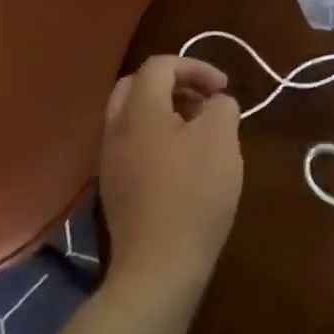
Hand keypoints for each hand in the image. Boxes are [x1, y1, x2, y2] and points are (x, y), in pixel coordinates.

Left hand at [100, 57, 242, 296]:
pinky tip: (184, 165)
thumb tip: (214, 104)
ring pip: (132, 118)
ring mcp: (110, 162)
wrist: (158, 268)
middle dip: (173, 84)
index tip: (223, 89)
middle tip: (203, 102)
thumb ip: (221, 106)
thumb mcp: (222, 138)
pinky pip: (133, 146)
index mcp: (139, 109)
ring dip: (165, 113)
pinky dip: (157, 140)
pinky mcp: (115, 190)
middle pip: (136, 86)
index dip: (195, 67)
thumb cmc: (193, 193)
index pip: (160, 65)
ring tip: (199, 133)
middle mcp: (116, 129)